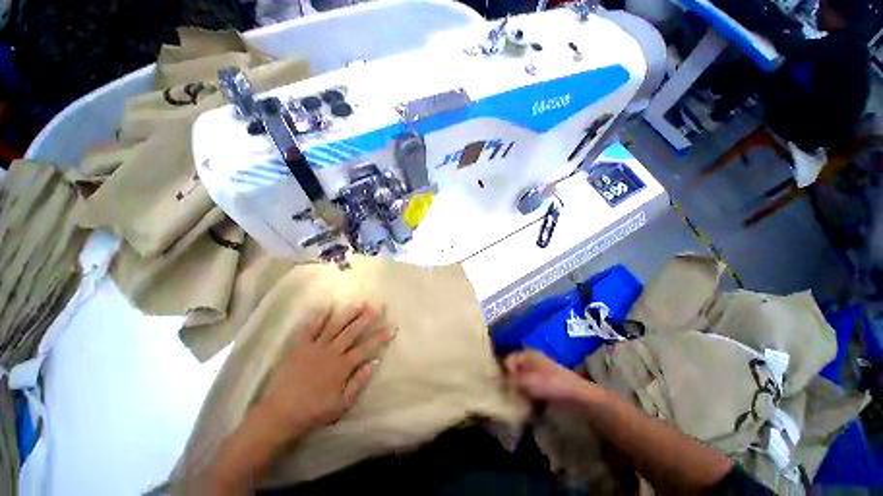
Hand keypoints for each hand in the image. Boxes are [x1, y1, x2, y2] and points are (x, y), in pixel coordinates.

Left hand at [257, 303, 394, 438]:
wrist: (280, 414)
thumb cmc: (314, 411)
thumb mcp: (342, 405)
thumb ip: (359, 382)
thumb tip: (374, 362)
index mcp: (342, 366)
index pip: (367, 347)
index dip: (381, 336)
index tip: (393, 326)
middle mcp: (331, 352)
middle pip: (352, 331)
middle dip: (367, 318)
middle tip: (378, 306)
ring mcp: (315, 347)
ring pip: (335, 326)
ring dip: (348, 313)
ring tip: (359, 302)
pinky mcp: (300, 347)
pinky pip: (310, 329)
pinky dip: (318, 317)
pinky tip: (327, 306)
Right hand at [504, 350, 592, 403]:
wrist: (578, 397)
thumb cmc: (551, 384)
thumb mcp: (527, 381)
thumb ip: (509, 380)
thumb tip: (493, 378)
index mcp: (527, 354)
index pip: (508, 360)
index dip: (505, 372)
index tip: (506, 386)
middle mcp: (532, 361)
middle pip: (514, 371)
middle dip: (511, 383)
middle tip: (510, 395)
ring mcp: (539, 373)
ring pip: (522, 381)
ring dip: (519, 391)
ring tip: (519, 402)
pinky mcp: (545, 386)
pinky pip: (530, 389)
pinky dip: (527, 396)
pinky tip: (528, 405)